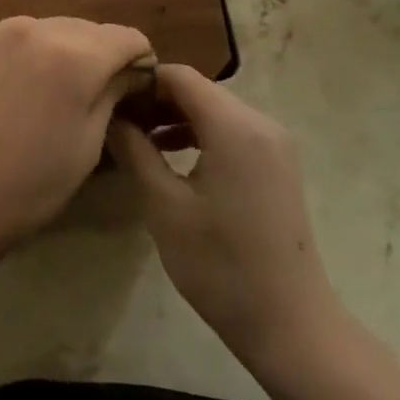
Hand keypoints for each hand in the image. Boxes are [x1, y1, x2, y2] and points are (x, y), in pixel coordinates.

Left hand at [0, 17, 153, 282]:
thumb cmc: (22, 191)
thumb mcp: (86, 147)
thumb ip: (112, 94)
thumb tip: (128, 70)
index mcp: (73, 56)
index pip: (126, 37)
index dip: (137, 63)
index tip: (130, 90)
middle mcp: (31, 27)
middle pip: (81, 30)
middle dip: (91, 58)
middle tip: (80, 98)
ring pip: (37, 31)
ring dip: (47, 55)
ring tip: (30, 98)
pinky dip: (7, 57)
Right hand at [108, 66, 341, 371]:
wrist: (289, 323)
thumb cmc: (219, 265)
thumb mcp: (163, 205)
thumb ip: (135, 150)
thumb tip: (112, 116)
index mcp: (235, 126)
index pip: (179, 76)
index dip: (141, 82)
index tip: (110, 104)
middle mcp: (261, 122)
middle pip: (199, 90)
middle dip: (156, 100)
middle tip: (118, 124)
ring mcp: (275, 143)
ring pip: (215, 110)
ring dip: (176, 118)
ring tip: (138, 141)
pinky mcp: (278, 164)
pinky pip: (232, 131)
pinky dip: (200, 134)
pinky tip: (173, 157)